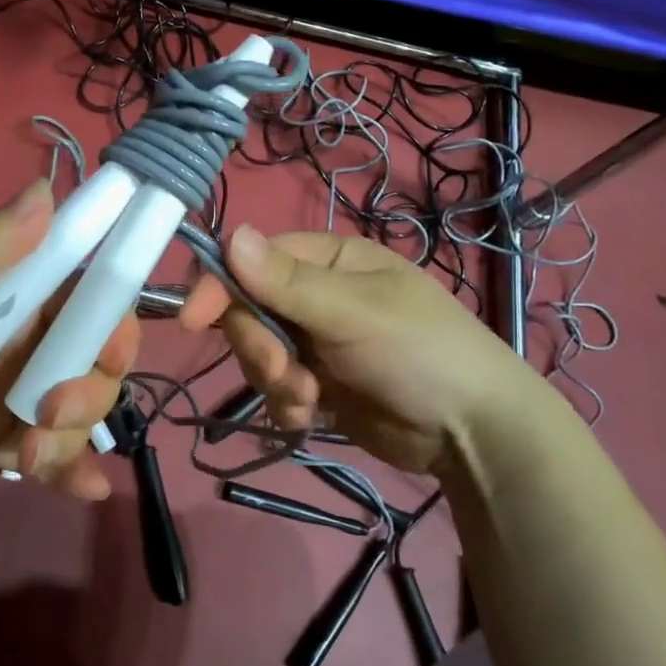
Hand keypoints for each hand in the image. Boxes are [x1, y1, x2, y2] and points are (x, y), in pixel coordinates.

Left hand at [0, 182, 136, 500]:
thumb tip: (47, 188)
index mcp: (8, 291)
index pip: (85, 294)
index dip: (112, 317)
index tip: (112, 347)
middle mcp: (19, 338)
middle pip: (93, 357)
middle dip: (90, 387)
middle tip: (50, 408)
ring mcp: (9, 392)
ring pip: (78, 409)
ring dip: (70, 434)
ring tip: (29, 452)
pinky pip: (50, 451)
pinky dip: (72, 469)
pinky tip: (88, 489)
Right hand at [180, 226, 554, 476]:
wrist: (471, 432)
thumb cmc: (419, 352)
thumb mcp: (353, 313)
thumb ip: (287, 281)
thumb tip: (229, 233)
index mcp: (328, 260)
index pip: (253, 260)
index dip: (221, 287)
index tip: (194, 321)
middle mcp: (316, 295)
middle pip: (249, 311)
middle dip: (259, 347)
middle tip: (284, 373)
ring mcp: (316, 340)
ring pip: (258, 352)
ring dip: (274, 380)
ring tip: (309, 400)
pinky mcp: (317, 383)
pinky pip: (276, 387)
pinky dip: (286, 404)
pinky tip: (312, 416)